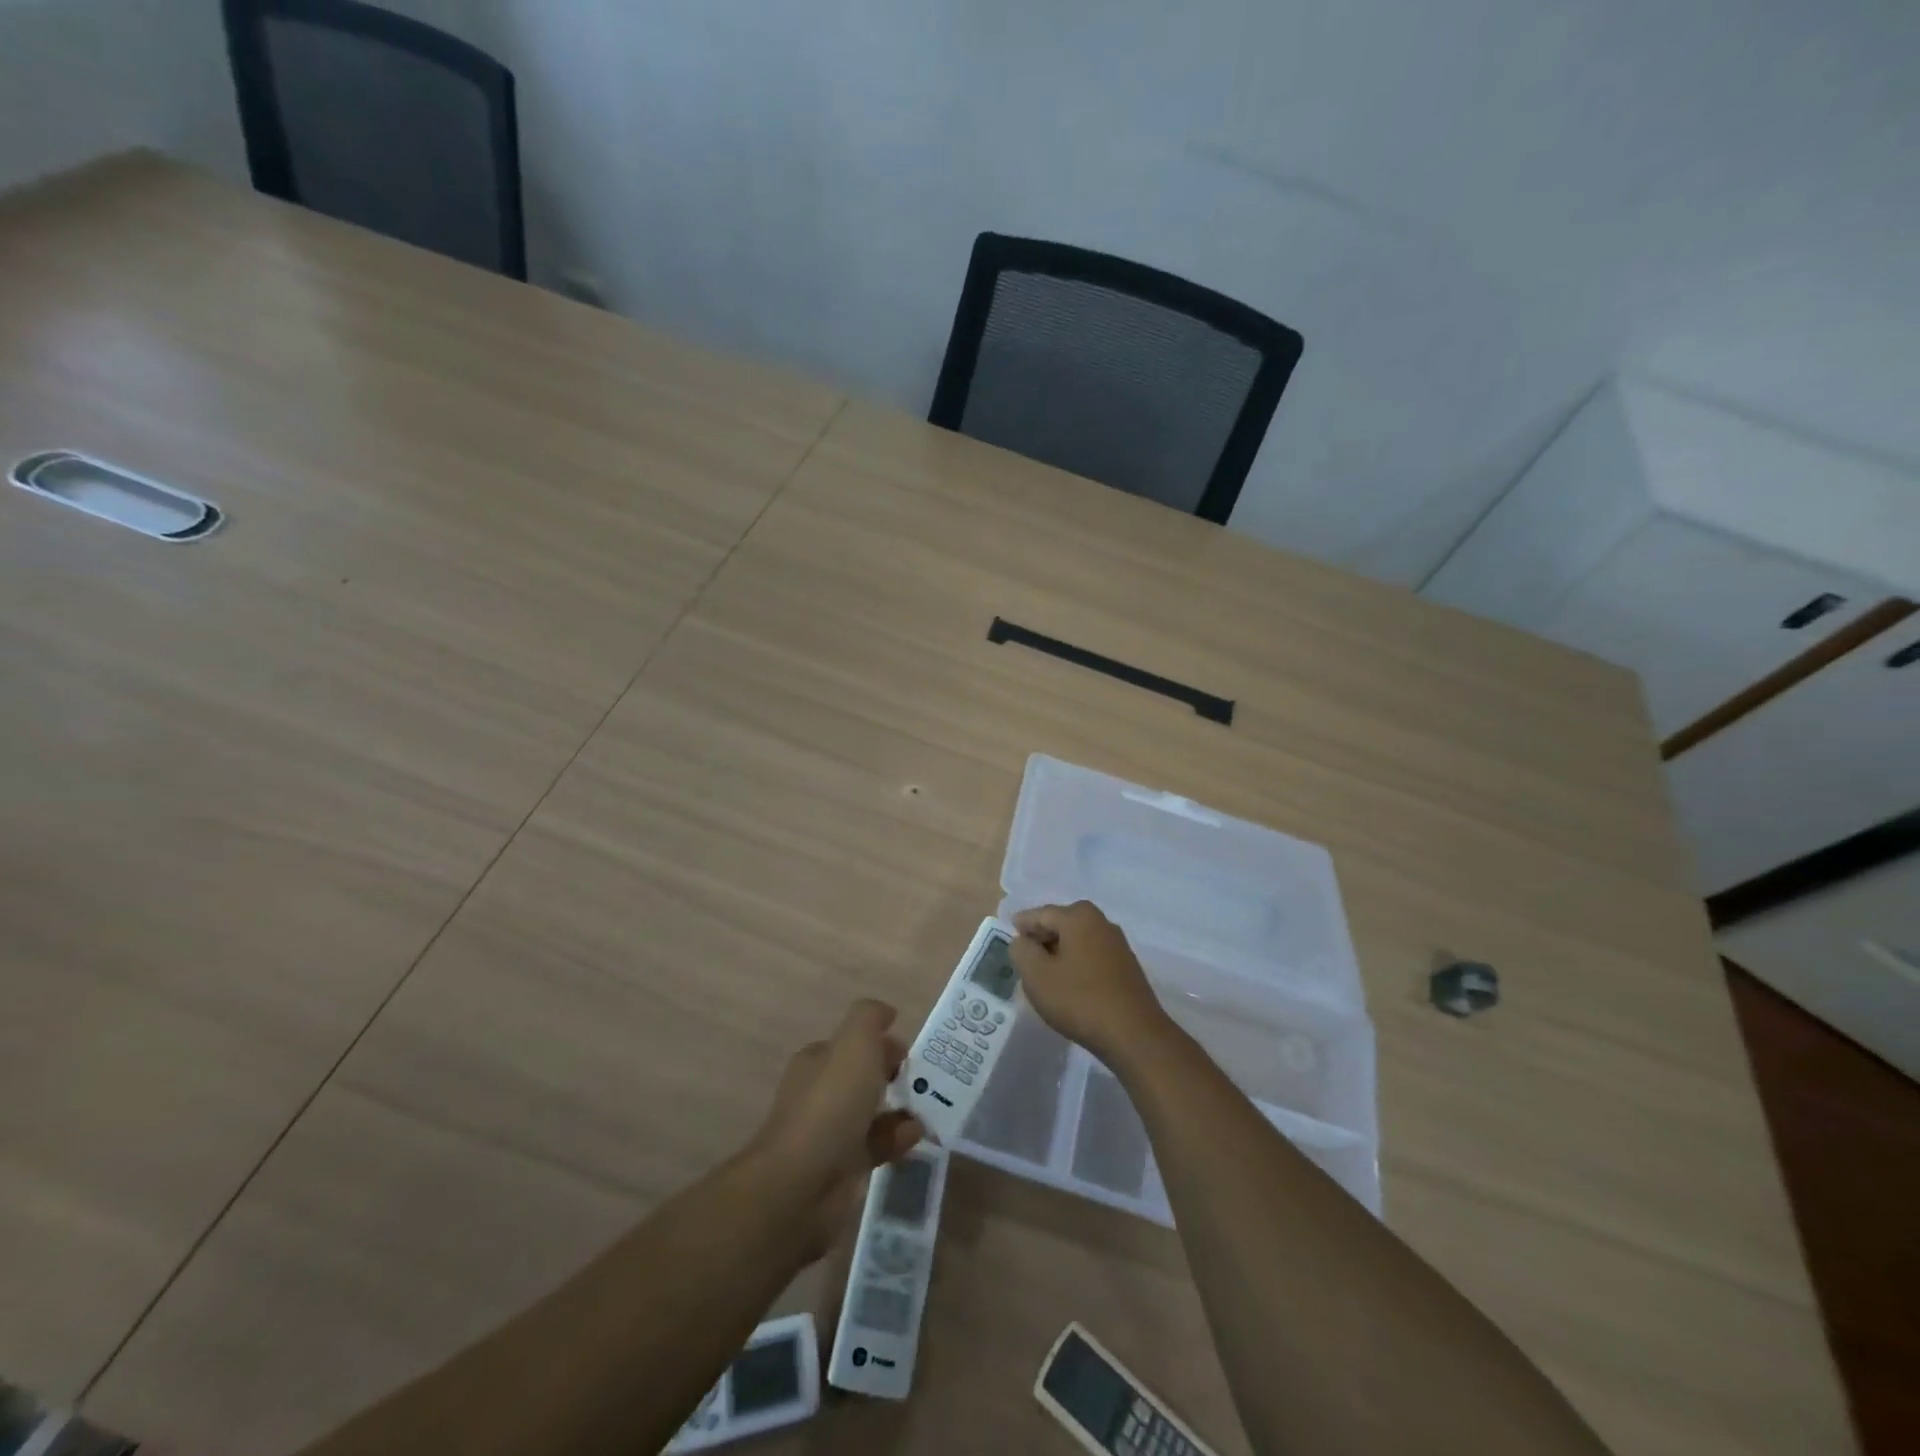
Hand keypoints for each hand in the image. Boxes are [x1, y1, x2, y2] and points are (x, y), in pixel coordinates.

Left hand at [747, 999, 923, 1257]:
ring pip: (870, 1113)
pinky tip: (914, 1138)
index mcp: (817, 1061)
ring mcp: (828, 1133)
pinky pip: (875, 1147)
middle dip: (891, 1076)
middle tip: (922, 1083)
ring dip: (899, 1110)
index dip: (880, 1043)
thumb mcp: (854, 1043)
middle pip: (861, 1077)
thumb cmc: (830, 1104)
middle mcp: (820, 1093)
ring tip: (926, 1111)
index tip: (908, 1054)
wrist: (800, 1184)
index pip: (851, 1044)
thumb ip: (870, 1018)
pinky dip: (896, 1140)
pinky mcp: (840, 1169)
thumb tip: (887, 1013)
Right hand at [1010, 901, 1170, 1063]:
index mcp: (1079, 916)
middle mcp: (1101, 922)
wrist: (1134, 1035)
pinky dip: (1076, 964)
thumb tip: (1022, 941)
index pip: (1041, 914)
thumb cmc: (1079, 999)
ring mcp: (1118, 945)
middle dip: (1041, 938)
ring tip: (1042, 973)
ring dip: (1059, 953)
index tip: (1008, 934)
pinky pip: (1092, 957)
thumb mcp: (1037, 975)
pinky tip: (1068, 985)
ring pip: (1077, 941)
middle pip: (1061, 924)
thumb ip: (1021, 951)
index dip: (1022, 925)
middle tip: (1022, 956)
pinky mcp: (1127, 967)